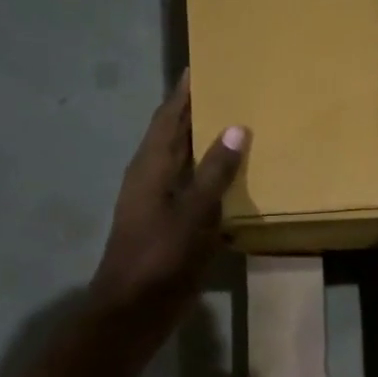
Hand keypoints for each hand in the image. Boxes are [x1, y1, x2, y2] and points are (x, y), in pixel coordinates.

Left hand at [88, 72, 247, 351]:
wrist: (133, 311)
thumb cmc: (157, 258)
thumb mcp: (190, 213)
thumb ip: (214, 171)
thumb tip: (236, 126)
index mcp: (151, 167)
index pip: (168, 117)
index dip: (184, 91)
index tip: (204, 64)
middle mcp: (154, 179)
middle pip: (178, 136)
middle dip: (200, 113)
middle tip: (234, 91)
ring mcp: (163, 205)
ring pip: (189, 165)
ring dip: (211, 147)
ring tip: (244, 127)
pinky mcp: (174, 228)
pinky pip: (199, 194)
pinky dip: (217, 182)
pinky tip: (241, 182)